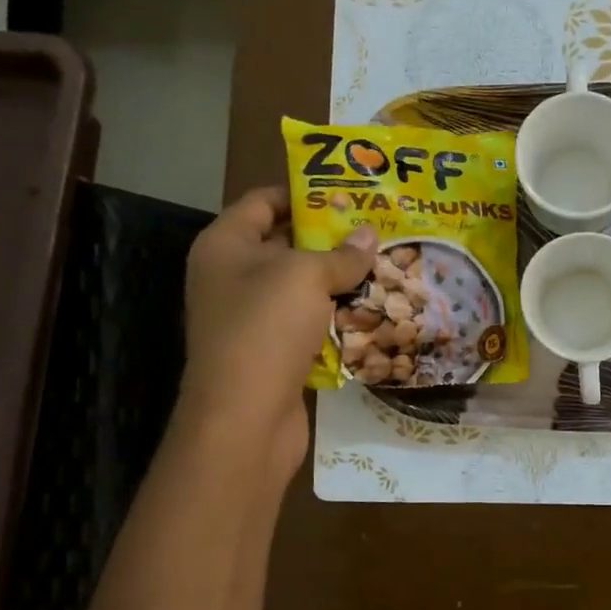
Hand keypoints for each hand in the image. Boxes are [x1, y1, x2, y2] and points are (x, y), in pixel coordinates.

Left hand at [178, 188, 377, 478]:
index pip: (263, 201)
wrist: (245, 417)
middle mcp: (231, 276)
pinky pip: (307, 322)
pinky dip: (335, 316)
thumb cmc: (266, 328)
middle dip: (331, 238)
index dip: (303, 192)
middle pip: (285, 244)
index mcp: (225, 245)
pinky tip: (373, 310)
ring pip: (301, 287)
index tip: (348, 192)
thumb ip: (342, 254)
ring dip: (339, 280)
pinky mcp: (271, 351)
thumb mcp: (307, 277)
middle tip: (378, 229)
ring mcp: (250, 317)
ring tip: (385, 265)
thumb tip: (371, 236)